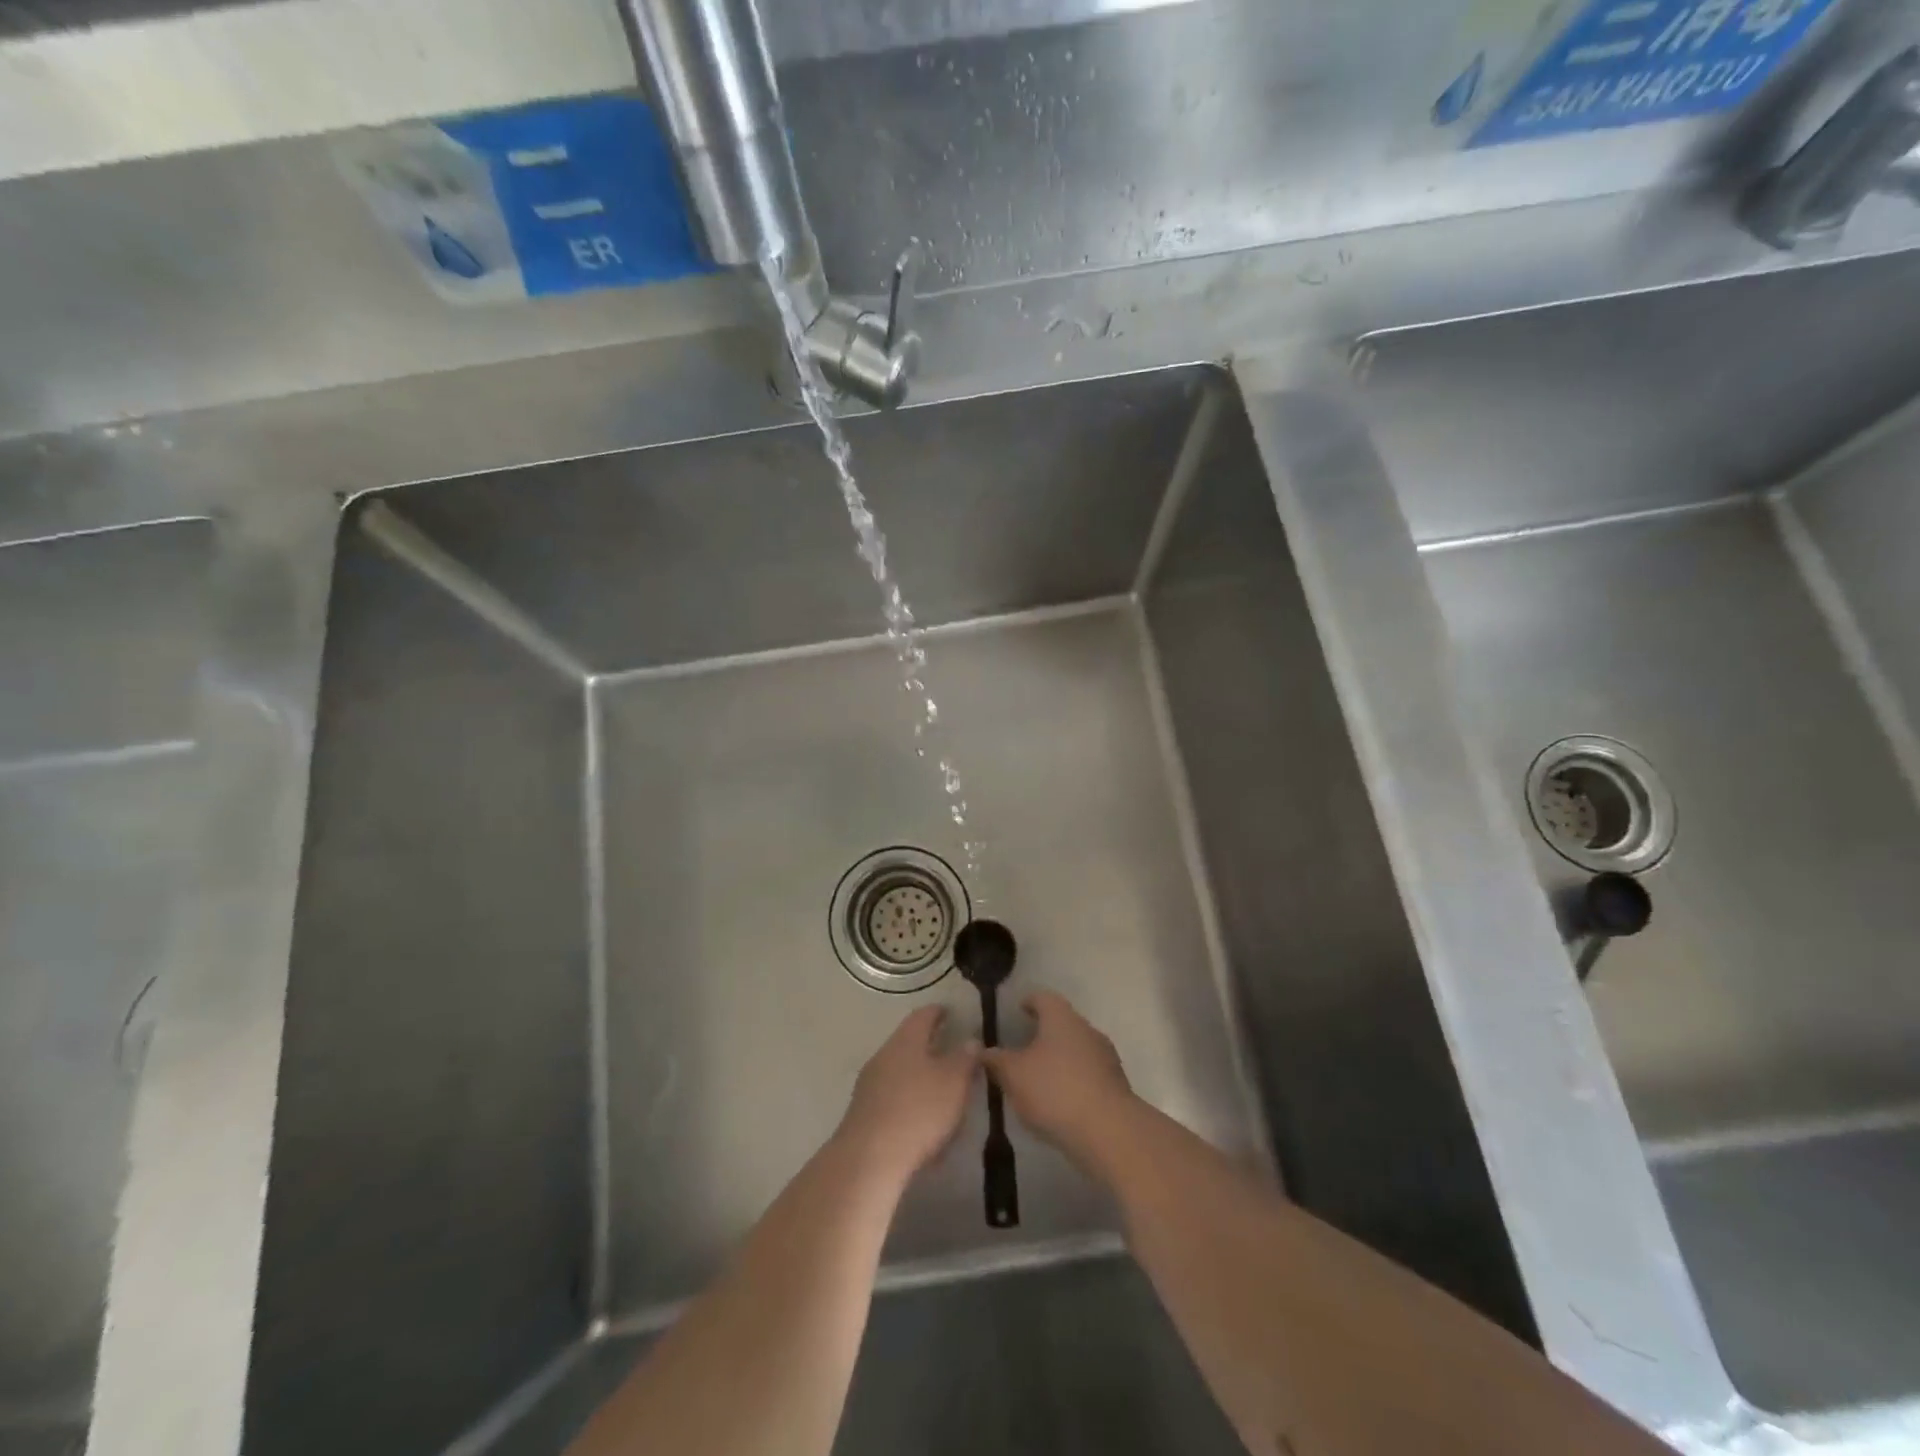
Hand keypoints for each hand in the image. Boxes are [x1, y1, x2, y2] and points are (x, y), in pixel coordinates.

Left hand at [835, 1007, 980, 1192]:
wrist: (869, 1160)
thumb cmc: (919, 1111)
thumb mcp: (954, 1082)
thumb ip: (965, 1059)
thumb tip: (970, 1040)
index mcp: (905, 1041)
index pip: (923, 1016)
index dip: (938, 1012)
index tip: (950, 1012)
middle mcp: (883, 1055)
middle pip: (908, 1042)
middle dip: (928, 1045)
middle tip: (949, 1050)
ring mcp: (868, 1085)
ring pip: (898, 1069)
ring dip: (917, 1074)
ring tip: (938, 1087)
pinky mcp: (863, 1113)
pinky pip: (890, 1096)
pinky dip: (907, 1099)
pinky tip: (920, 1118)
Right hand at [982, 992, 1137, 1174]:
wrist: (1109, 1131)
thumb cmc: (1055, 1091)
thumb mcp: (1013, 1075)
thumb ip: (996, 1061)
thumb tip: (982, 1050)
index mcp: (1061, 1018)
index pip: (1043, 998)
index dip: (1029, 1002)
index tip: (1018, 1011)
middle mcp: (1086, 1029)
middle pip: (1062, 1023)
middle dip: (1044, 1033)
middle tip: (1023, 1047)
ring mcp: (1105, 1056)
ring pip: (1077, 1048)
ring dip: (1060, 1058)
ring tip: (1040, 1078)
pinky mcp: (1115, 1085)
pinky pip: (1088, 1073)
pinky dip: (1073, 1080)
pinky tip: (1061, 1101)